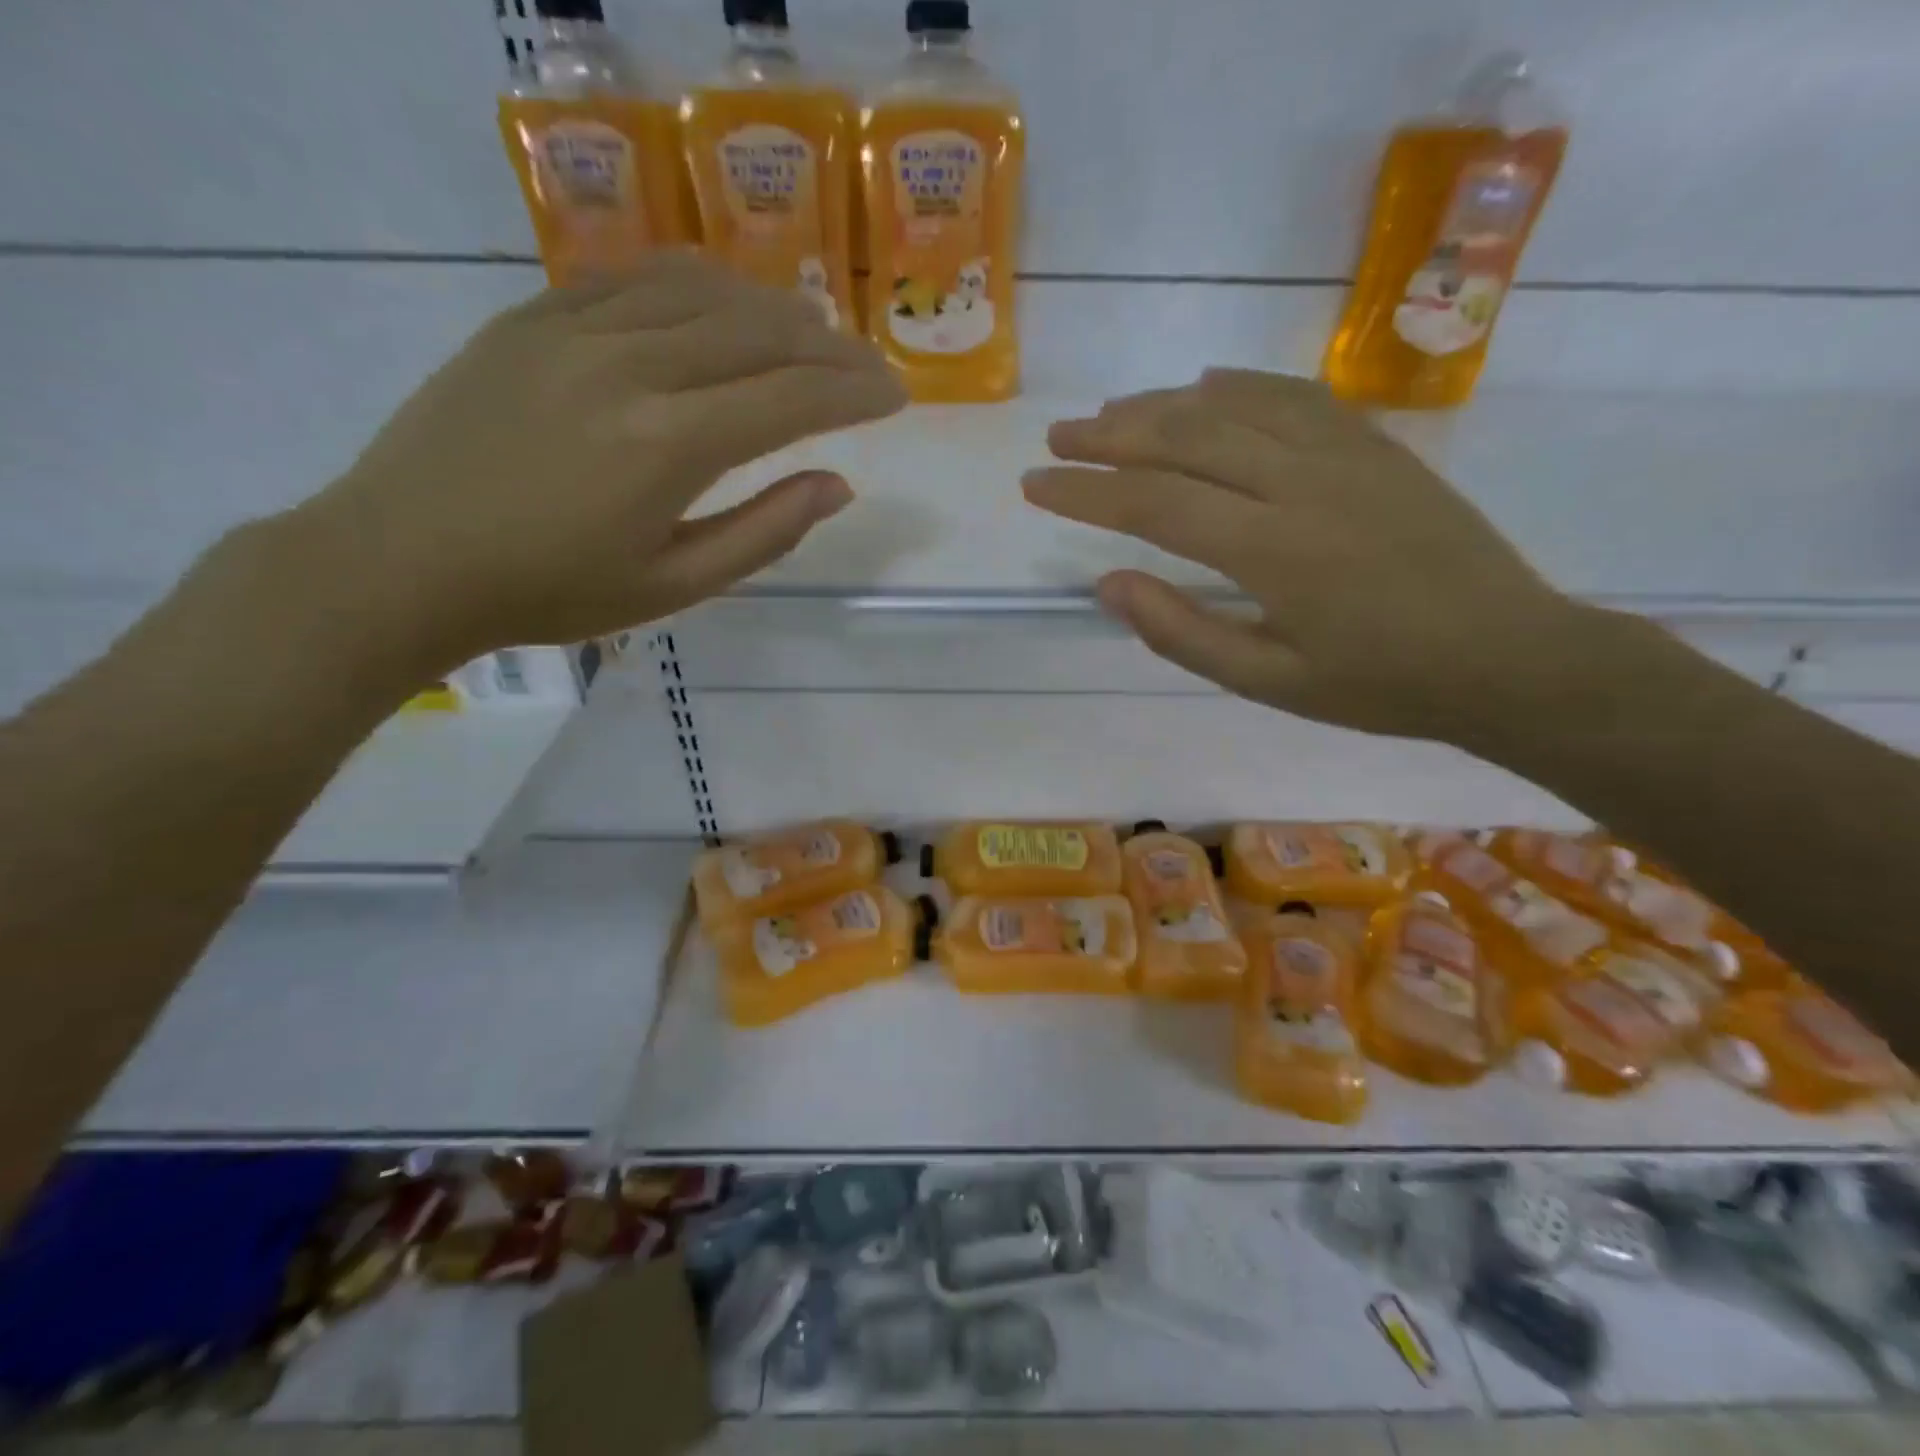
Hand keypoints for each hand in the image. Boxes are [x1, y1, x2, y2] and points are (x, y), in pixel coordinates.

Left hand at [288, 251, 904, 677]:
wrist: (405, 558)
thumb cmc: (552, 592)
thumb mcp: (674, 586)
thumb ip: (764, 533)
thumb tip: (836, 487)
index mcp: (668, 445)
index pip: (793, 397)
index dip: (855, 392)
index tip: (895, 396)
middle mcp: (631, 367)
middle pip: (760, 331)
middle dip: (830, 346)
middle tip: (867, 366)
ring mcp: (575, 329)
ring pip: (705, 291)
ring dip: (774, 308)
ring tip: (810, 334)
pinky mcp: (533, 315)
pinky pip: (637, 277)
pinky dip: (699, 283)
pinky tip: (725, 302)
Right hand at [1021, 368, 1588, 745]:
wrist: (1508, 655)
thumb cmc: (1381, 685)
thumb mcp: (1269, 682)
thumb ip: (1182, 632)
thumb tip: (1109, 584)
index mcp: (1271, 549)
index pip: (1152, 504)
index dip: (1085, 493)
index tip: (1035, 484)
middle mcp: (1300, 483)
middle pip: (1184, 439)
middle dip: (1109, 435)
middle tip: (1058, 436)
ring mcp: (1343, 453)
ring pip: (1232, 408)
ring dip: (1161, 405)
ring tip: (1110, 411)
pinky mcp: (1374, 446)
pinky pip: (1293, 396)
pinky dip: (1238, 386)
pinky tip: (1204, 386)